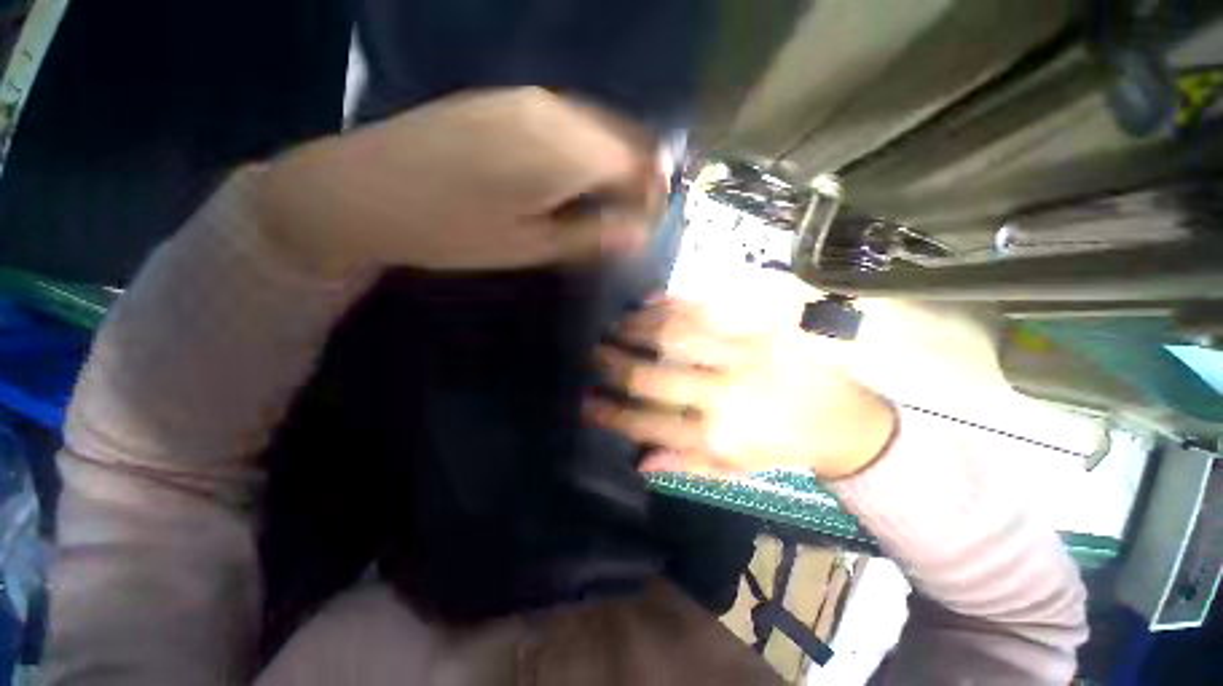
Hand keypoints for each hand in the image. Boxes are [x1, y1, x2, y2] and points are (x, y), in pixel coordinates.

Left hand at [257, 87, 661, 276]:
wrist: (361, 191)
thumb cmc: (451, 231)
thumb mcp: (529, 247)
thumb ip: (590, 235)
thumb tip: (641, 231)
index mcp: (563, 151)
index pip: (638, 163)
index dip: (652, 195)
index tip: (647, 226)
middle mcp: (553, 111)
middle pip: (624, 137)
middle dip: (638, 178)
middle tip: (629, 219)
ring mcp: (526, 98)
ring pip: (598, 126)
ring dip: (613, 163)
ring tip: (604, 204)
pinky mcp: (504, 99)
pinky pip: (567, 119)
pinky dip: (585, 149)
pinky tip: (570, 177)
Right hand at [585, 299, 896, 479]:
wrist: (843, 417)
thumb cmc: (782, 447)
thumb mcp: (735, 469)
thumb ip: (686, 464)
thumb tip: (638, 461)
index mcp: (717, 436)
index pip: (647, 423)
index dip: (610, 412)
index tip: (585, 400)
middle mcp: (724, 394)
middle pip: (653, 376)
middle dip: (613, 363)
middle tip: (592, 353)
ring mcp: (744, 354)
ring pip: (675, 334)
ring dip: (636, 327)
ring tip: (614, 324)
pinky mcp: (763, 325)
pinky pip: (709, 308)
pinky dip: (673, 302)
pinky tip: (648, 301)